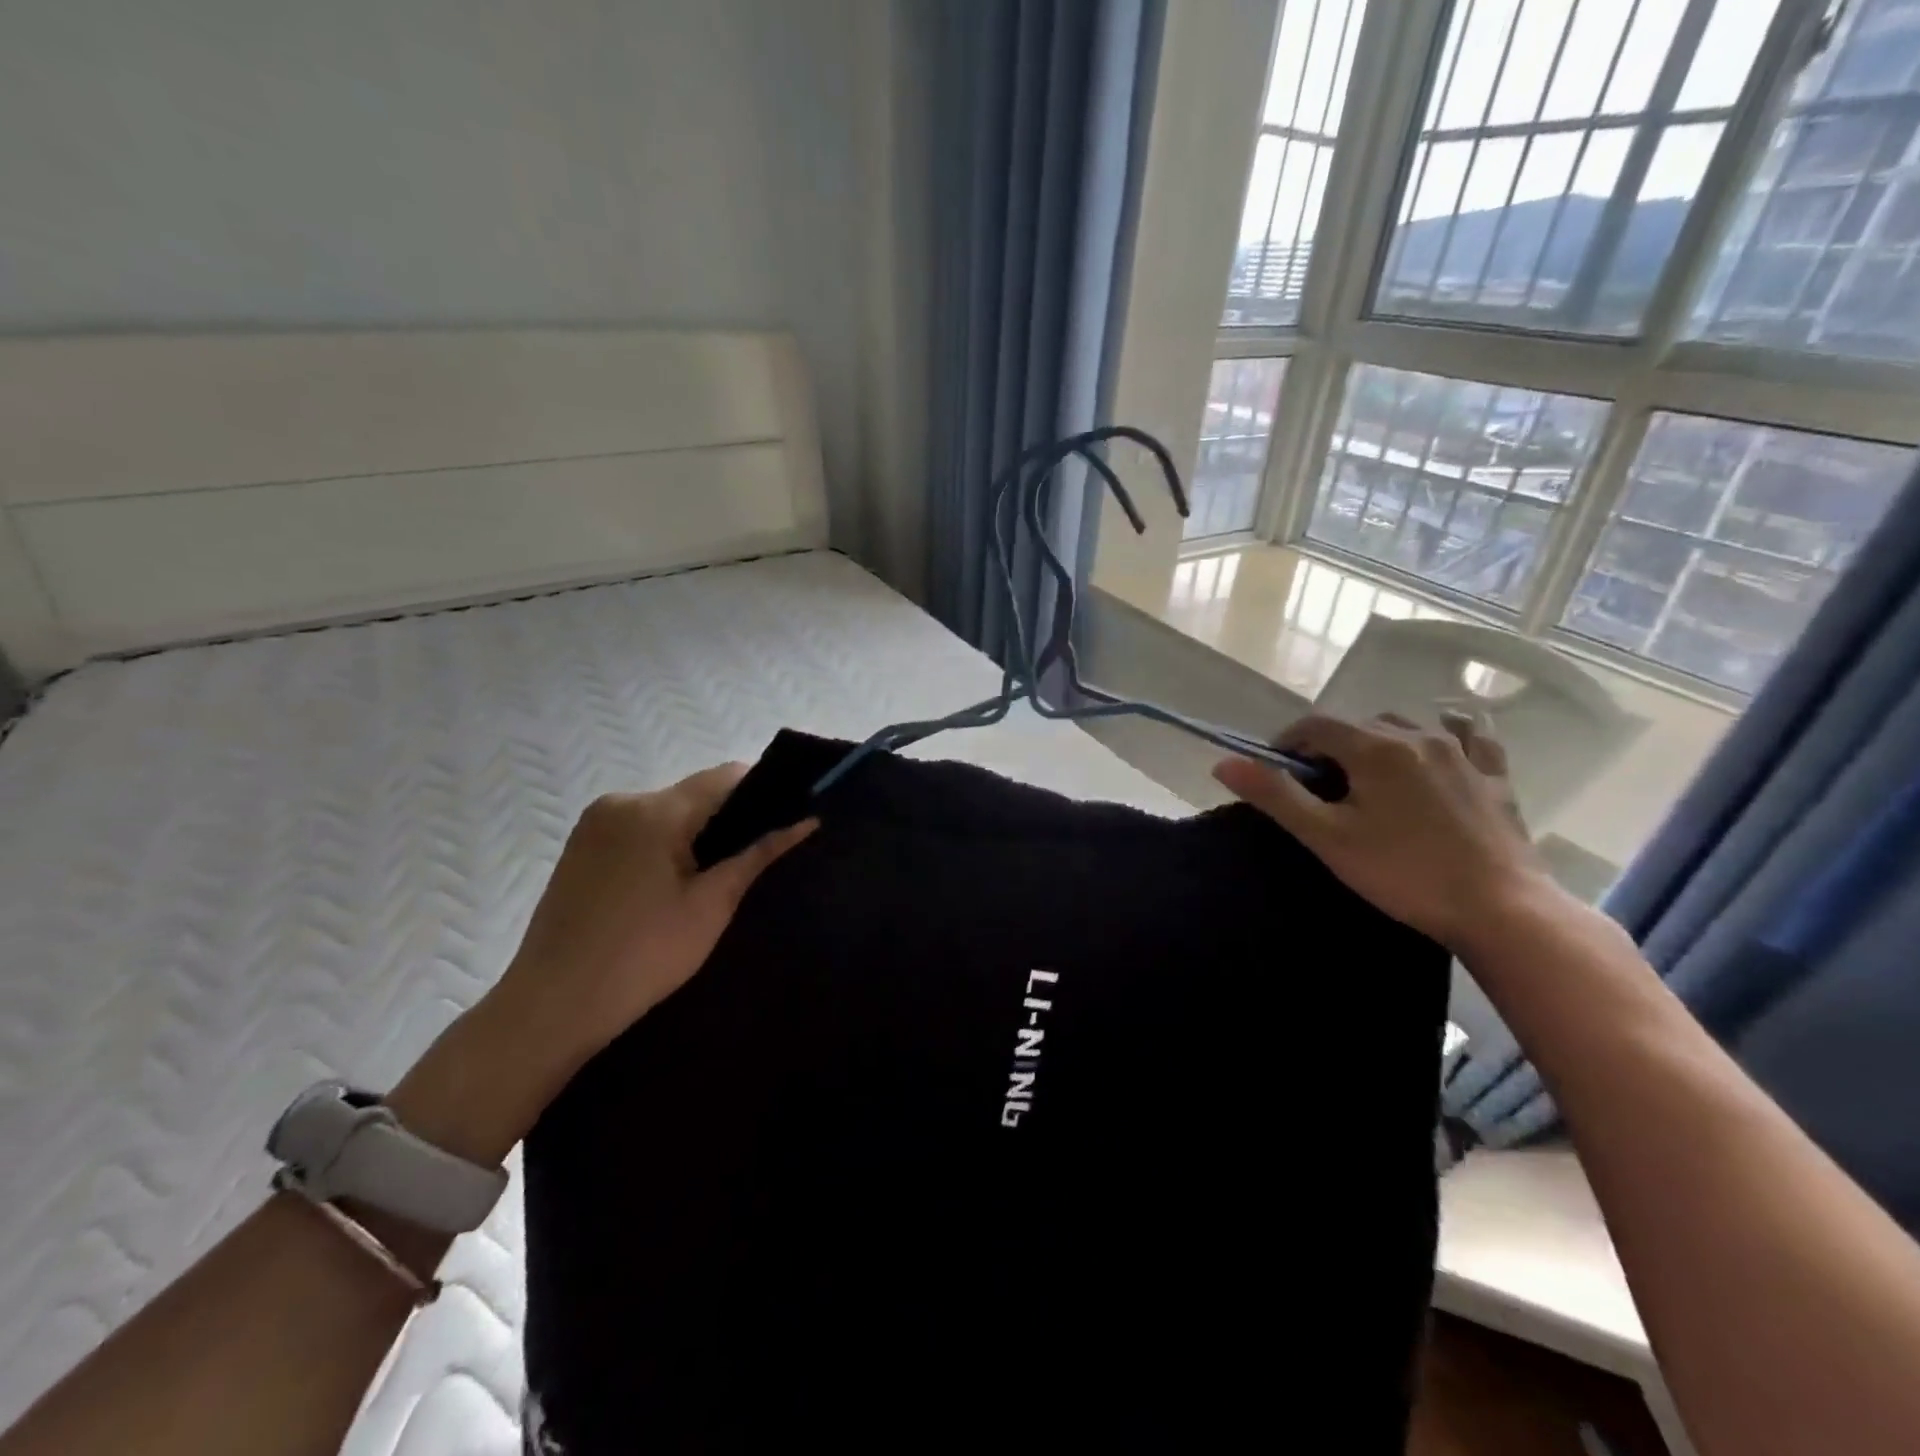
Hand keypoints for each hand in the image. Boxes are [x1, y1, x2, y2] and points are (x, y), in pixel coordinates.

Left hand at [493, 763, 815, 1062]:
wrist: (553, 1006)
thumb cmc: (643, 956)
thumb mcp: (712, 905)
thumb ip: (758, 855)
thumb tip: (806, 821)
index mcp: (655, 810)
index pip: (725, 776)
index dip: (764, 790)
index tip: (790, 813)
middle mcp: (621, 801)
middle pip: (694, 792)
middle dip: (730, 815)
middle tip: (757, 854)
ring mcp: (595, 823)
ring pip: (666, 810)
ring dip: (696, 830)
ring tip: (718, 872)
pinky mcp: (580, 846)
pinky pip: (638, 827)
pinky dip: (664, 841)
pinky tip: (673, 881)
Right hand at [1212, 711, 1553, 951]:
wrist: (1501, 910)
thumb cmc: (1403, 873)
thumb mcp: (1326, 837)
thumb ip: (1275, 795)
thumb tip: (1224, 763)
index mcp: (1374, 748)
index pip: (1315, 726)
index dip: (1288, 743)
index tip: (1277, 772)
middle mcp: (1417, 736)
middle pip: (1358, 723)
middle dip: (1330, 745)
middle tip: (1319, 786)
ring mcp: (1462, 753)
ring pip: (1407, 725)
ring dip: (1378, 739)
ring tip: (1369, 775)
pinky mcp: (1494, 776)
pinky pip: (1470, 735)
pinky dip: (1448, 731)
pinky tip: (1442, 742)